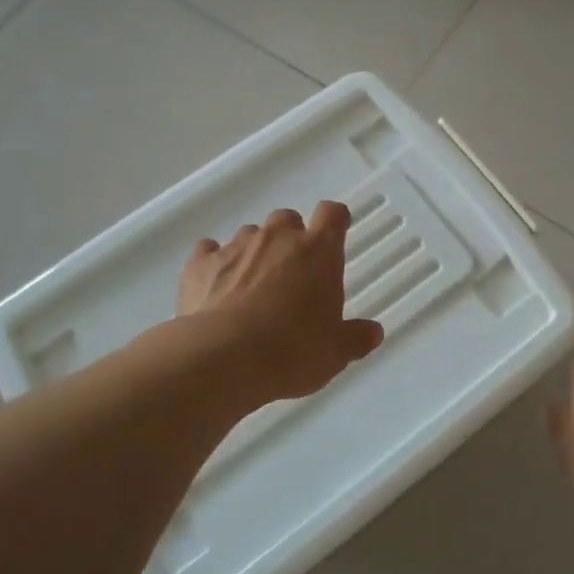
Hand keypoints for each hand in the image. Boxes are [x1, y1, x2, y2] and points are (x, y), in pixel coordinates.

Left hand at [178, 202, 383, 404]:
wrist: (223, 359)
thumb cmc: (292, 351)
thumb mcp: (335, 352)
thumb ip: (356, 338)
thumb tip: (373, 332)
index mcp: (318, 251)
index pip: (332, 214)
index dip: (335, 221)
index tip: (336, 234)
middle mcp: (277, 238)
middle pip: (287, 219)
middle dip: (291, 238)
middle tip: (293, 272)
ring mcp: (236, 247)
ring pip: (250, 234)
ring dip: (255, 252)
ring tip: (252, 287)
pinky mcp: (200, 264)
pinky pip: (209, 251)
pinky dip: (215, 263)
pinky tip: (215, 287)